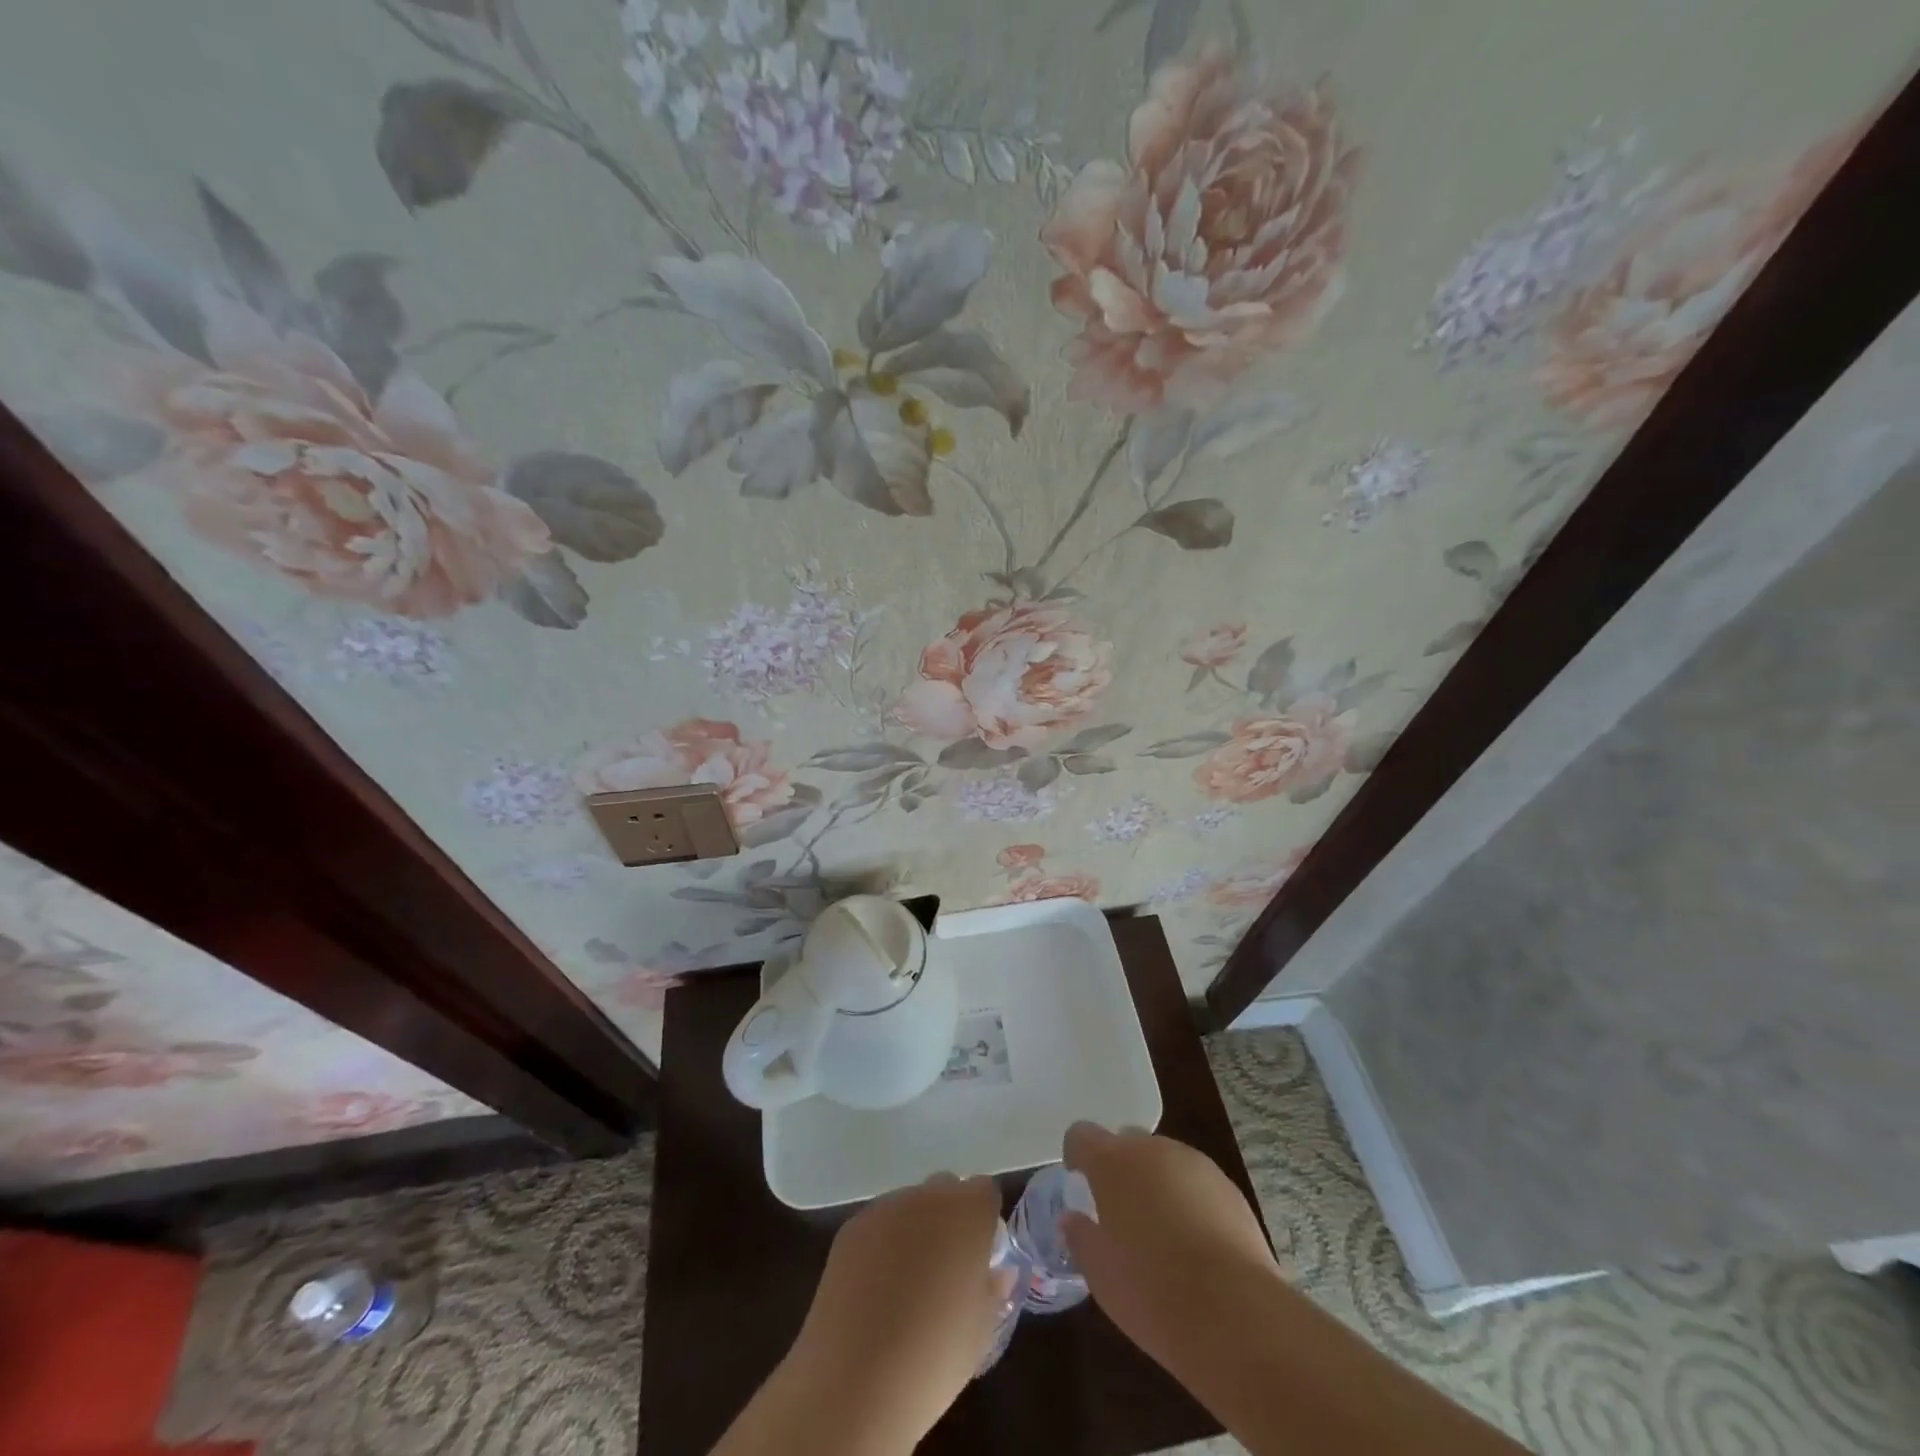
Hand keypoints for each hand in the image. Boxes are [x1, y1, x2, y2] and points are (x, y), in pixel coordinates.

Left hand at [783, 1173, 1014, 1450]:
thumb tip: (997, 1272)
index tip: (979, 1256)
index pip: (984, 1191)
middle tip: (945, 1270)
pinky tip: (874, 1292)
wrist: (857, 1380)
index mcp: (968, 1213)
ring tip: (905, 1287)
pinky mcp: (852, 1227)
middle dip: (949, 1219)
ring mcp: (886, 1208)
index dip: (983, 1220)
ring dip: (914, 1231)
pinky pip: (878, 1226)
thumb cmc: (935, 1357)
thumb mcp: (981, 1331)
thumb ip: (993, 1289)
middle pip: (945, 1190)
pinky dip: (882, 1247)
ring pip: (909, 1207)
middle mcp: (927, 1197)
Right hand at [1062, 1121, 1278, 1376]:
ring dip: (1157, 1184)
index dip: (1078, 1156)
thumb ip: (1080, 1236)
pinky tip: (1197, 1245)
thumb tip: (1072, 1219)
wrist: (1234, 1313)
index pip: (1082, 1135)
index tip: (1081, 1185)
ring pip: (1164, 1161)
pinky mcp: (1228, 1187)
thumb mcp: (1099, 1273)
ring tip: (1163, 1235)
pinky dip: (1190, 1201)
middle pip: (1127, 1143)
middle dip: (1121, 1170)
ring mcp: (1194, 1163)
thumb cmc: (1151, 1290)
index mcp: (1112, 1161)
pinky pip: (1196, 1183)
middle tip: (1122, 1216)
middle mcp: (1151, 1149)